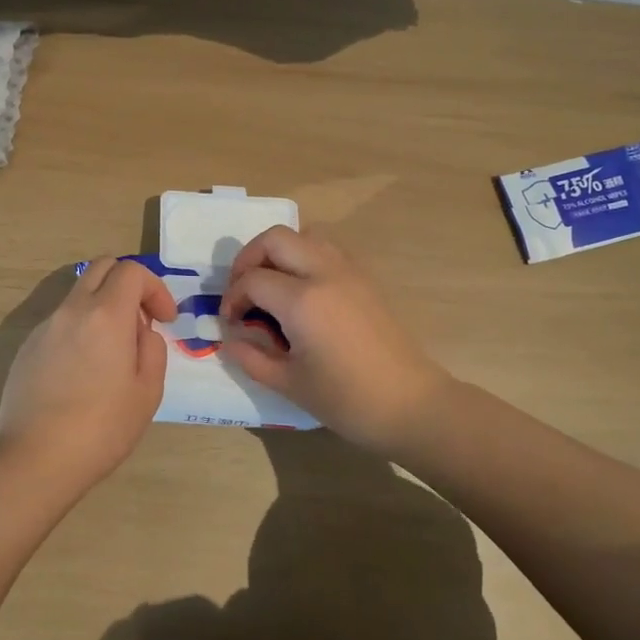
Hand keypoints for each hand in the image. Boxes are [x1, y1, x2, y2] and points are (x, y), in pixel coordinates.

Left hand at [0, 258, 175, 487]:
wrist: (36, 459)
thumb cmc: (102, 427)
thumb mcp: (148, 390)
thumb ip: (152, 348)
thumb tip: (140, 331)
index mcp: (106, 314)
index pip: (132, 270)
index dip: (155, 288)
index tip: (166, 319)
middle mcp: (71, 310)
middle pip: (101, 267)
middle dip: (128, 283)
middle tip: (141, 320)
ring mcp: (44, 327)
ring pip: (78, 294)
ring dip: (102, 307)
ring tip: (113, 352)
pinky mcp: (27, 348)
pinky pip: (60, 322)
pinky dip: (80, 329)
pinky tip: (83, 372)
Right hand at [220, 227, 451, 456]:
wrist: (410, 404)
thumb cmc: (346, 400)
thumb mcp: (289, 384)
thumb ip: (251, 357)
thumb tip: (229, 339)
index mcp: (302, 300)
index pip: (252, 280)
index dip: (233, 298)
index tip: (230, 323)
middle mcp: (325, 273)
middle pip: (276, 239)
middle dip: (249, 259)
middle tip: (243, 291)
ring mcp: (350, 271)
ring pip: (306, 235)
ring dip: (280, 252)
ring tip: (272, 286)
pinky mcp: (366, 278)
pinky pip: (328, 249)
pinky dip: (306, 257)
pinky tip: (303, 292)